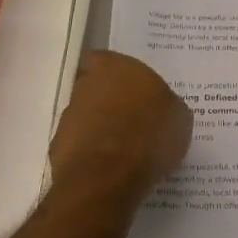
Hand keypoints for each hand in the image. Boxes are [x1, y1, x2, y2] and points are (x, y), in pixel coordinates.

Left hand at [49, 52, 192, 208]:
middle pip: (98, 87)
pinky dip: (93, 152)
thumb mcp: (179, 117)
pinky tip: (112, 168)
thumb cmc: (149, 135)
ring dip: (102, 127)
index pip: (112, 61)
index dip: (123, 76)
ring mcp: (69, 115)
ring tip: (126, 150)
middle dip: (112, 101)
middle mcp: (87, 84)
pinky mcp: (58, 146)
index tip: (139, 92)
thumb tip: (161, 109)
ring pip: (88, 115)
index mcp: (116, 66)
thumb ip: (166, 105)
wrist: (107, 177)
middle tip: (135, 120)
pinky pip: (81, 143)